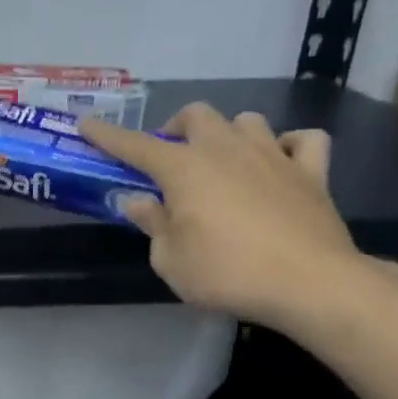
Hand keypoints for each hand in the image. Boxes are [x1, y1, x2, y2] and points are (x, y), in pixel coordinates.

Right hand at [78, 104, 362, 329]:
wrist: (309, 283)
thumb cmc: (227, 273)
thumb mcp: (170, 260)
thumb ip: (153, 224)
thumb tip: (139, 201)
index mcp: (184, 168)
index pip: (135, 145)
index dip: (107, 135)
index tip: (86, 124)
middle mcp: (225, 150)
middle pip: (196, 115)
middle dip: (176, 128)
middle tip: (169, 156)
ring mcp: (272, 156)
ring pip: (247, 121)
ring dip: (228, 134)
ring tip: (223, 160)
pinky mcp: (311, 172)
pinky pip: (303, 141)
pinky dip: (289, 145)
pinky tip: (280, 162)